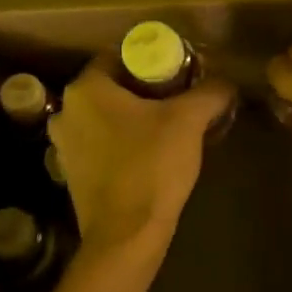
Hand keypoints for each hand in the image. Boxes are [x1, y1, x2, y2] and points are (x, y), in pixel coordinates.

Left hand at [49, 59, 234, 258]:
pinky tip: (149, 151)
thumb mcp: (189, 120)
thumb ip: (210, 92)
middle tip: (179, 95)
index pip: (118, 56)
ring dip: (133, 116)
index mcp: (86, 89)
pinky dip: (122, 141)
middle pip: (112, 86)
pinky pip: (101, 143)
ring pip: (106, 116)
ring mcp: (64, 145)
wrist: (126, 236)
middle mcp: (66, 112)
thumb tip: (226, 82)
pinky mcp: (72, 173)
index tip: (179, 69)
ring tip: (168, 124)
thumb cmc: (151, 166)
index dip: (152, 59)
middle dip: (145, 88)